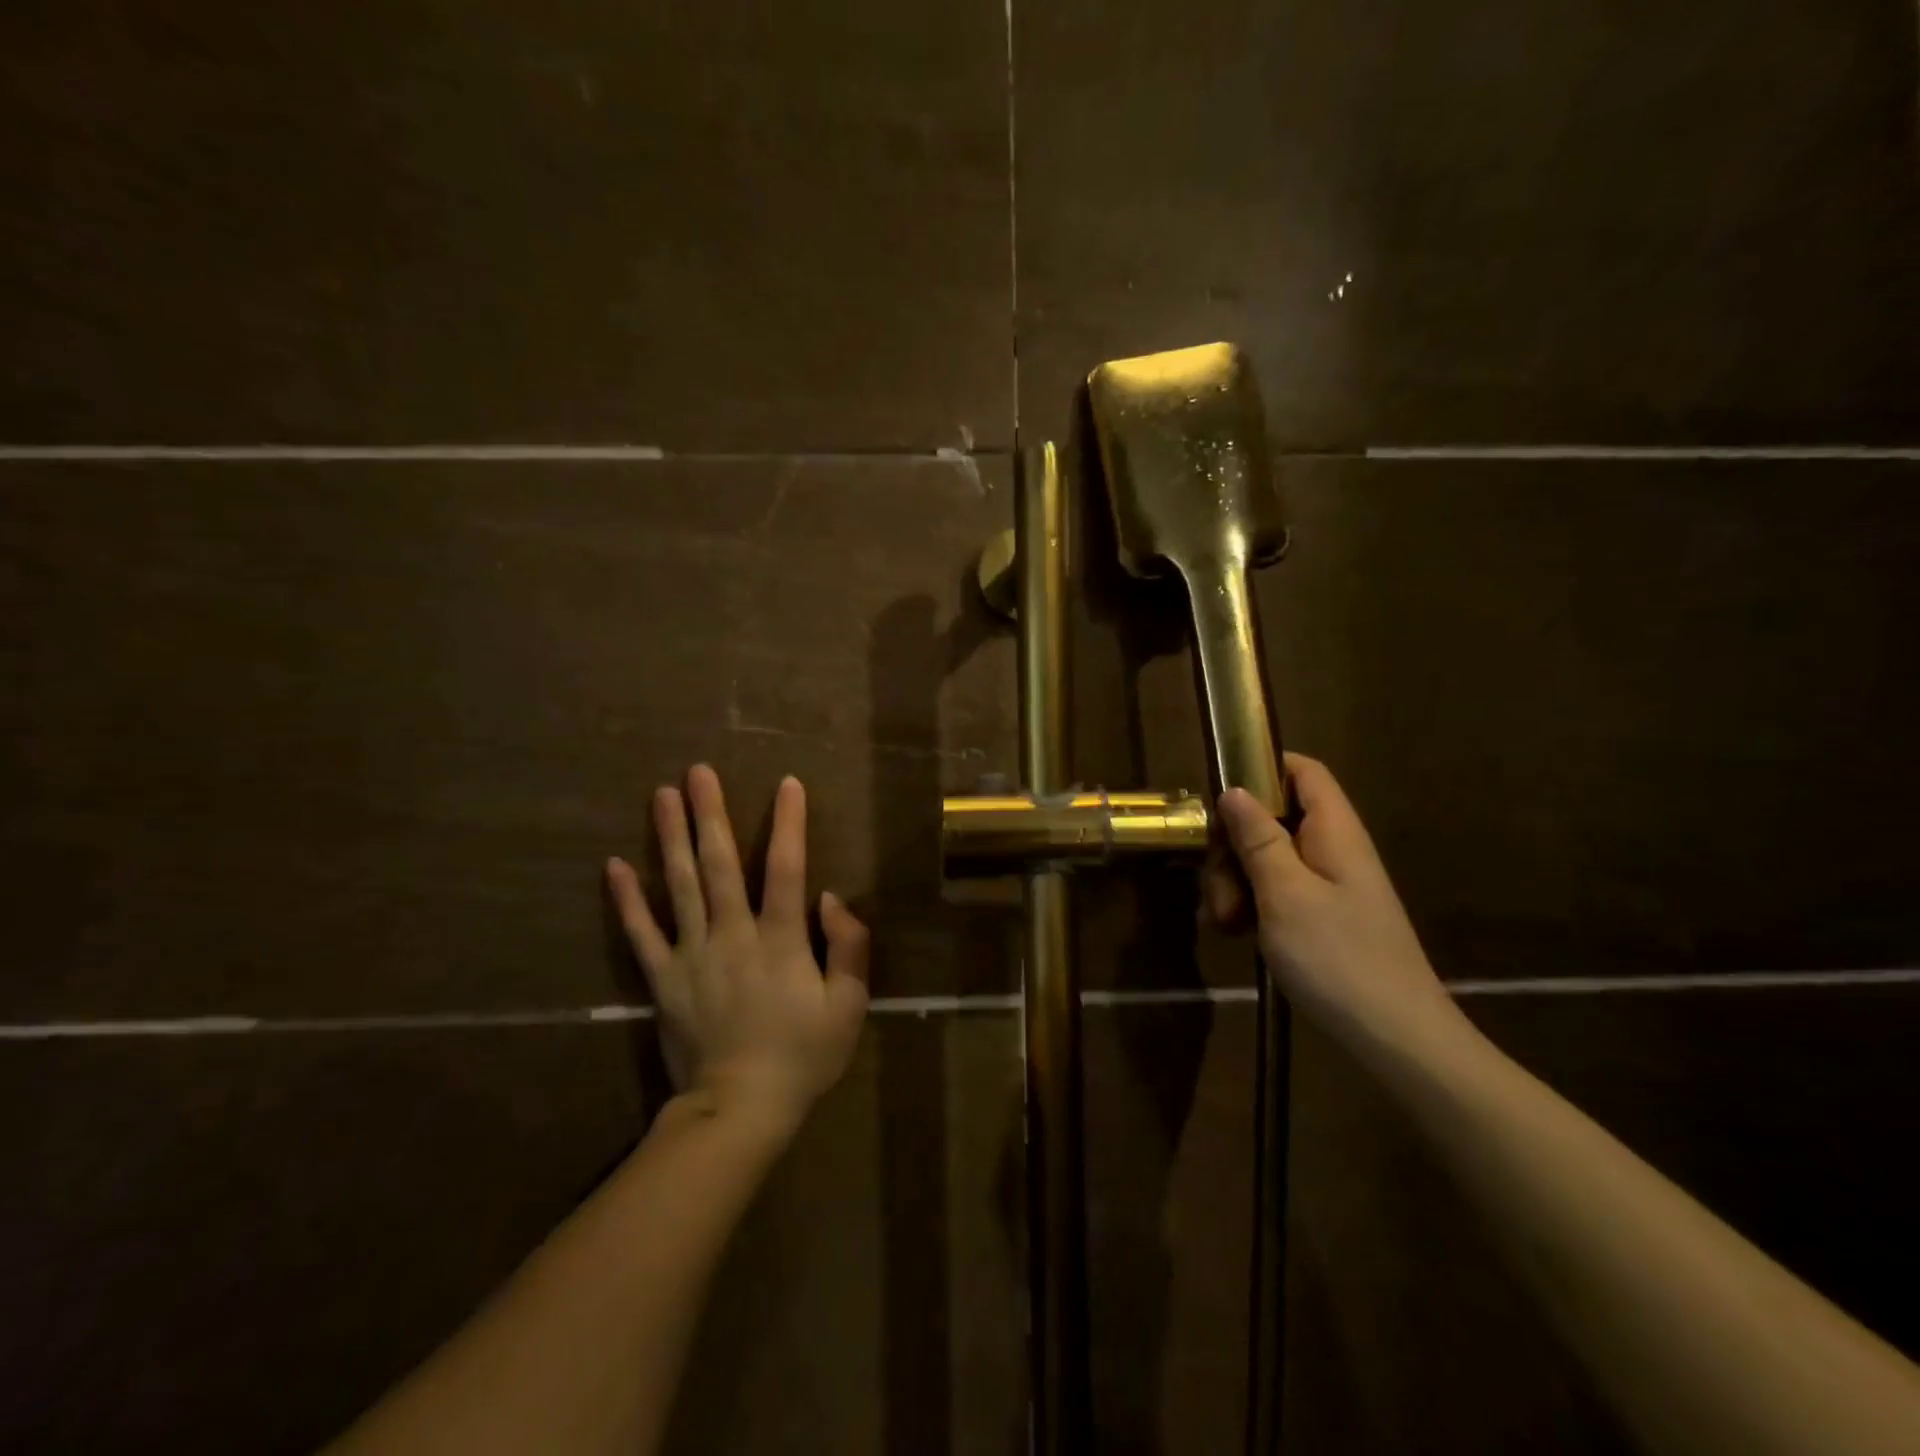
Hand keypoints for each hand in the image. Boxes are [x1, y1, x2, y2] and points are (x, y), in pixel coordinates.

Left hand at [606, 765, 869, 1130]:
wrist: (740, 1109)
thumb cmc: (802, 1056)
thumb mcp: (849, 1005)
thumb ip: (848, 947)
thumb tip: (831, 898)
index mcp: (780, 940)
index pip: (786, 868)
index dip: (788, 823)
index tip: (787, 784)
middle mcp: (732, 935)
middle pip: (719, 865)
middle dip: (710, 814)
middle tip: (697, 772)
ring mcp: (692, 955)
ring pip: (680, 886)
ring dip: (670, 838)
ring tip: (660, 796)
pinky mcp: (663, 980)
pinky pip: (642, 935)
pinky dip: (628, 901)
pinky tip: (615, 865)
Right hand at [1214, 753, 1461, 1049]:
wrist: (1396, 1039)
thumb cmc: (1338, 957)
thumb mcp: (1285, 893)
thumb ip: (1258, 838)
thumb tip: (1235, 790)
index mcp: (1334, 832)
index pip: (1303, 771)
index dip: (1262, 768)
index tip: (1218, 794)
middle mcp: (1332, 850)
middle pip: (1272, 818)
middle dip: (1232, 844)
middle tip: (1215, 882)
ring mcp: (1327, 886)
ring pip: (1266, 858)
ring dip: (1234, 881)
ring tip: (1223, 922)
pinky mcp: (1319, 918)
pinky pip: (1275, 892)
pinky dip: (1249, 905)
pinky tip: (1234, 933)